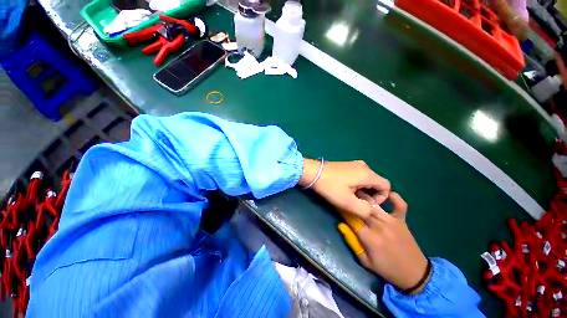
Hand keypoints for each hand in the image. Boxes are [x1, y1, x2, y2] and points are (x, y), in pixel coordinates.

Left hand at [299, 159, 390, 217]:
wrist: (313, 172)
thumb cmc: (330, 187)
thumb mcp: (347, 202)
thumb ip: (365, 210)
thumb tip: (371, 210)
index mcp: (367, 174)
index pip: (386, 186)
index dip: (382, 198)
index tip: (368, 204)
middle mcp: (364, 166)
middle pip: (377, 183)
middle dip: (371, 195)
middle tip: (358, 202)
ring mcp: (354, 164)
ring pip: (367, 180)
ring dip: (363, 190)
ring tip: (350, 196)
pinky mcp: (347, 165)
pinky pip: (359, 176)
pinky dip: (357, 184)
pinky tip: (345, 188)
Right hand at [337, 192, 429, 293]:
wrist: (414, 274)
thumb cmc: (387, 269)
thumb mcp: (365, 262)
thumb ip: (352, 242)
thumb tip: (341, 225)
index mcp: (370, 239)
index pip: (352, 219)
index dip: (343, 210)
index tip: (337, 205)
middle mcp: (380, 227)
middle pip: (362, 209)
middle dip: (352, 201)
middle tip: (346, 195)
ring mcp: (392, 222)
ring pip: (375, 204)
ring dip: (365, 197)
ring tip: (357, 190)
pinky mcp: (402, 221)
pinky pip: (400, 205)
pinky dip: (395, 198)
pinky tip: (387, 193)